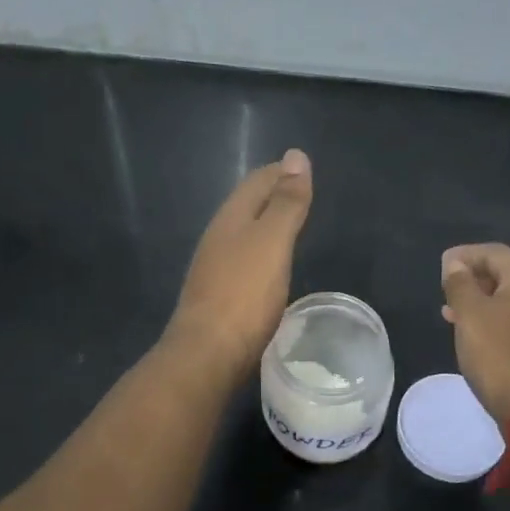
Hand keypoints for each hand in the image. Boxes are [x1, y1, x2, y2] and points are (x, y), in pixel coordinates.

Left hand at [166, 149, 313, 385]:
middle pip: (247, 206)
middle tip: (301, 193)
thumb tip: (296, 156)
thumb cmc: (243, 294)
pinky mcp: (218, 297)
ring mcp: (214, 269)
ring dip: (265, 224)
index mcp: (231, 219)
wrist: (206, 354)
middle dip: (271, 194)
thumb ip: (286, 202)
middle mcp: (218, 238)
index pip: (257, 182)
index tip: (303, 167)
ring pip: (243, 234)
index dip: (280, 172)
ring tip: (290, 226)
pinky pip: (243, 261)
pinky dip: (261, 252)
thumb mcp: (272, 242)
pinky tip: (269, 267)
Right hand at [441, 243, 509, 425]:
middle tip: (446, 288)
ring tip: (451, 313)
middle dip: (474, 277)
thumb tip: (457, 263)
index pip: (496, 252)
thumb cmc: (500, 355)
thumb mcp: (471, 315)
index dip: (468, 253)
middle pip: (505, 275)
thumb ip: (460, 285)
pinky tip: (474, 338)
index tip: (443, 264)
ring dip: (480, 302)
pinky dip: (491, 322)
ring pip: (508, 302)